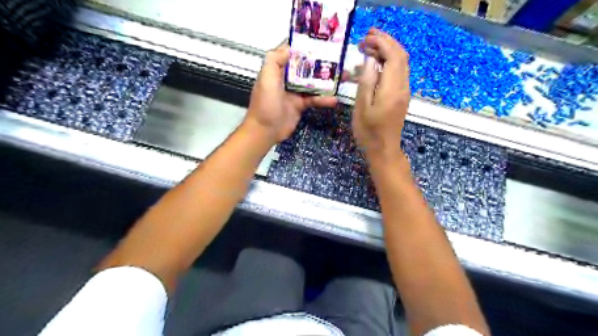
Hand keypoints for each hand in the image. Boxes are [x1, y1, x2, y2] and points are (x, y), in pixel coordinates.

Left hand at [242, 42, 334, 142]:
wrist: (265, 131)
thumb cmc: (265, 104)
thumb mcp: (266, 79)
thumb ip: (275, 60)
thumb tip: (290, 47)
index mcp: (277, 69)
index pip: (290, 52)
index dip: (303, 46)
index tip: (320, 40)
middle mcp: (286, 78)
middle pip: (305, 67)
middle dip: (320, 62)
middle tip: (338, 58)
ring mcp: (294, 92)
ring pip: (312, 82)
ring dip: (326, 80)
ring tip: (343, 76)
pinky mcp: (300, 105)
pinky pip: (314, 99)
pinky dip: (323, 99)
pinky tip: (334, 99)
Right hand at [354, 28, 411, 156]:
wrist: (384, 150)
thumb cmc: (369, 132)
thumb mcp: (362, 108)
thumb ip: (366, 82)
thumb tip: (369, 60)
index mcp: (391, 89)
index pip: (392, 55)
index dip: (381, 42)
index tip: (366, 37)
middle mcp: (402, 87)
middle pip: (400, 55)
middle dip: (385, 42)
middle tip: (366, 38)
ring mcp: (404, 92)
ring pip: (401, 63)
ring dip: (388, 51)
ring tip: (368, 48)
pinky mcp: (402, 96)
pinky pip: (399, 72)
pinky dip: (389, 62)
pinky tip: (375, 65)